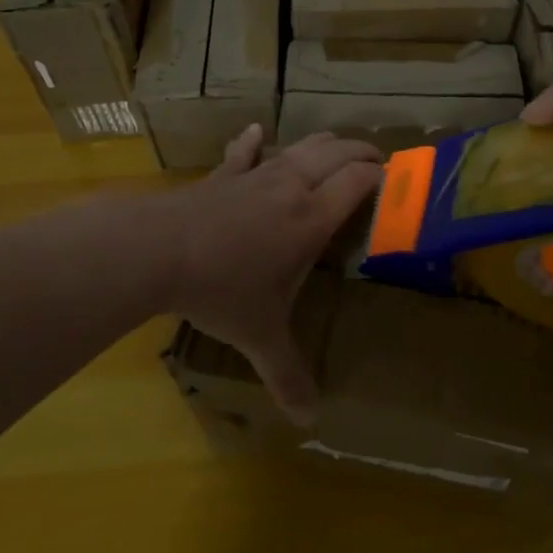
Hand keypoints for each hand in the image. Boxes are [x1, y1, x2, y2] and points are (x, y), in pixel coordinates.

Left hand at [159, 126, 381, 423]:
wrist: (158, 250)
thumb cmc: (222, 289)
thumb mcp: (261, 336)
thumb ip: (288, 375)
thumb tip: (311, 420)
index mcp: (312, 217)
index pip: (359, 181)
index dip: (380, 176)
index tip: (395, 180)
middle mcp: (292, 186)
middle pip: (337, 153)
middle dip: (362, 152)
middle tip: (378, 160)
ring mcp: (256, 175)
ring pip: (300, 146)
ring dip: (324, 143)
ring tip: (337, 146)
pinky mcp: (224, 175)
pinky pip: (244, 151)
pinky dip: (254, 141)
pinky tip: (257, 132)